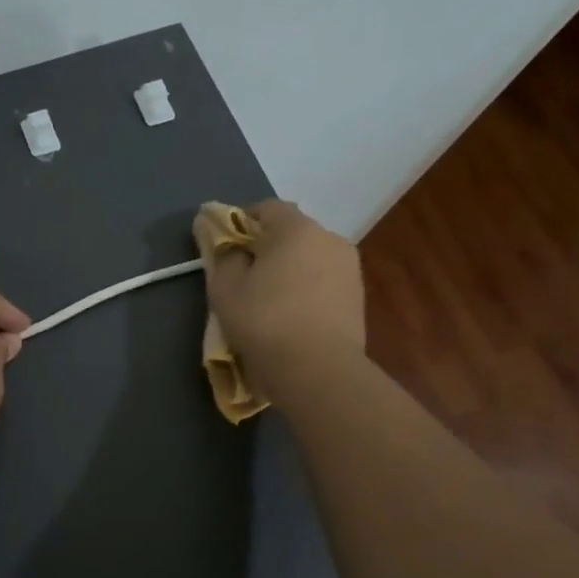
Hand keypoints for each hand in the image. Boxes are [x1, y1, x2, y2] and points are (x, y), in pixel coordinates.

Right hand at [203, 200, 364, 379]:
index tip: (226, 247)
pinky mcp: (358, 296)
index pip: (266, 207)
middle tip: (244, 275)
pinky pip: (323, 280)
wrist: (318, 370)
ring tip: (270, 299)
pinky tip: (292, 314)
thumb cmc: (264, 321)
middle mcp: (329, 238)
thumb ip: (221, 255)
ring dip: (290, 268)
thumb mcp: (225, 288)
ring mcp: (349, 267)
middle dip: (267, 246)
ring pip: (310, 257)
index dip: (242, 222)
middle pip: (291, 231)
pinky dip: (307, 288)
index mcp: (296, 228)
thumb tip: (223, 241)